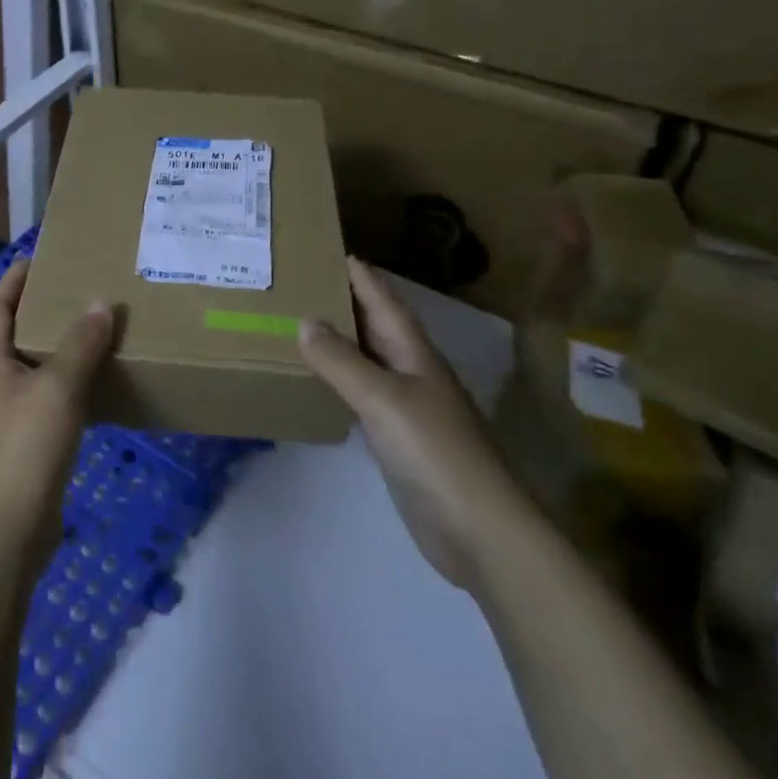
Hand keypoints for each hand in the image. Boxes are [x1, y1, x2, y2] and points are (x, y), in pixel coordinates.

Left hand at [0, 259, 113, 566]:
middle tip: (74, 292)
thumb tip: (99, 304)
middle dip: (37, 312)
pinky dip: (62, 384)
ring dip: (53, 349)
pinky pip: (41, 399)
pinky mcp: (18, 444)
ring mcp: (1, 417)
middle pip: (10, 336)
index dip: (13, 282)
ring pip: (28, 369)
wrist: (9, 530)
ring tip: (88, 332)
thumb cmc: (26, 447)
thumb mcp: (58, 388)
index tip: (37, 260)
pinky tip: (91, 386)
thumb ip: (80, 344)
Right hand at [300, 257, 536, 589]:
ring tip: (299, 322)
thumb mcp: (384, 398)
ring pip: (368, 359)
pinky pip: (363, 394)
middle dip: (343, 301)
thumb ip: (342, 361)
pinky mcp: (399, 438)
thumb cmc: (434, 451)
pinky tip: (319, 380)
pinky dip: (340, 380)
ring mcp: (407, 406)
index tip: (327, 249)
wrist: (478, 529)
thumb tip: (304, 321)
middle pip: (374, 326)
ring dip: (340, 340)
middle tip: (300, 281)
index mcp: (414, 352)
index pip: (383, 301)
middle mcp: (411, 371)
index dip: (360, 275)